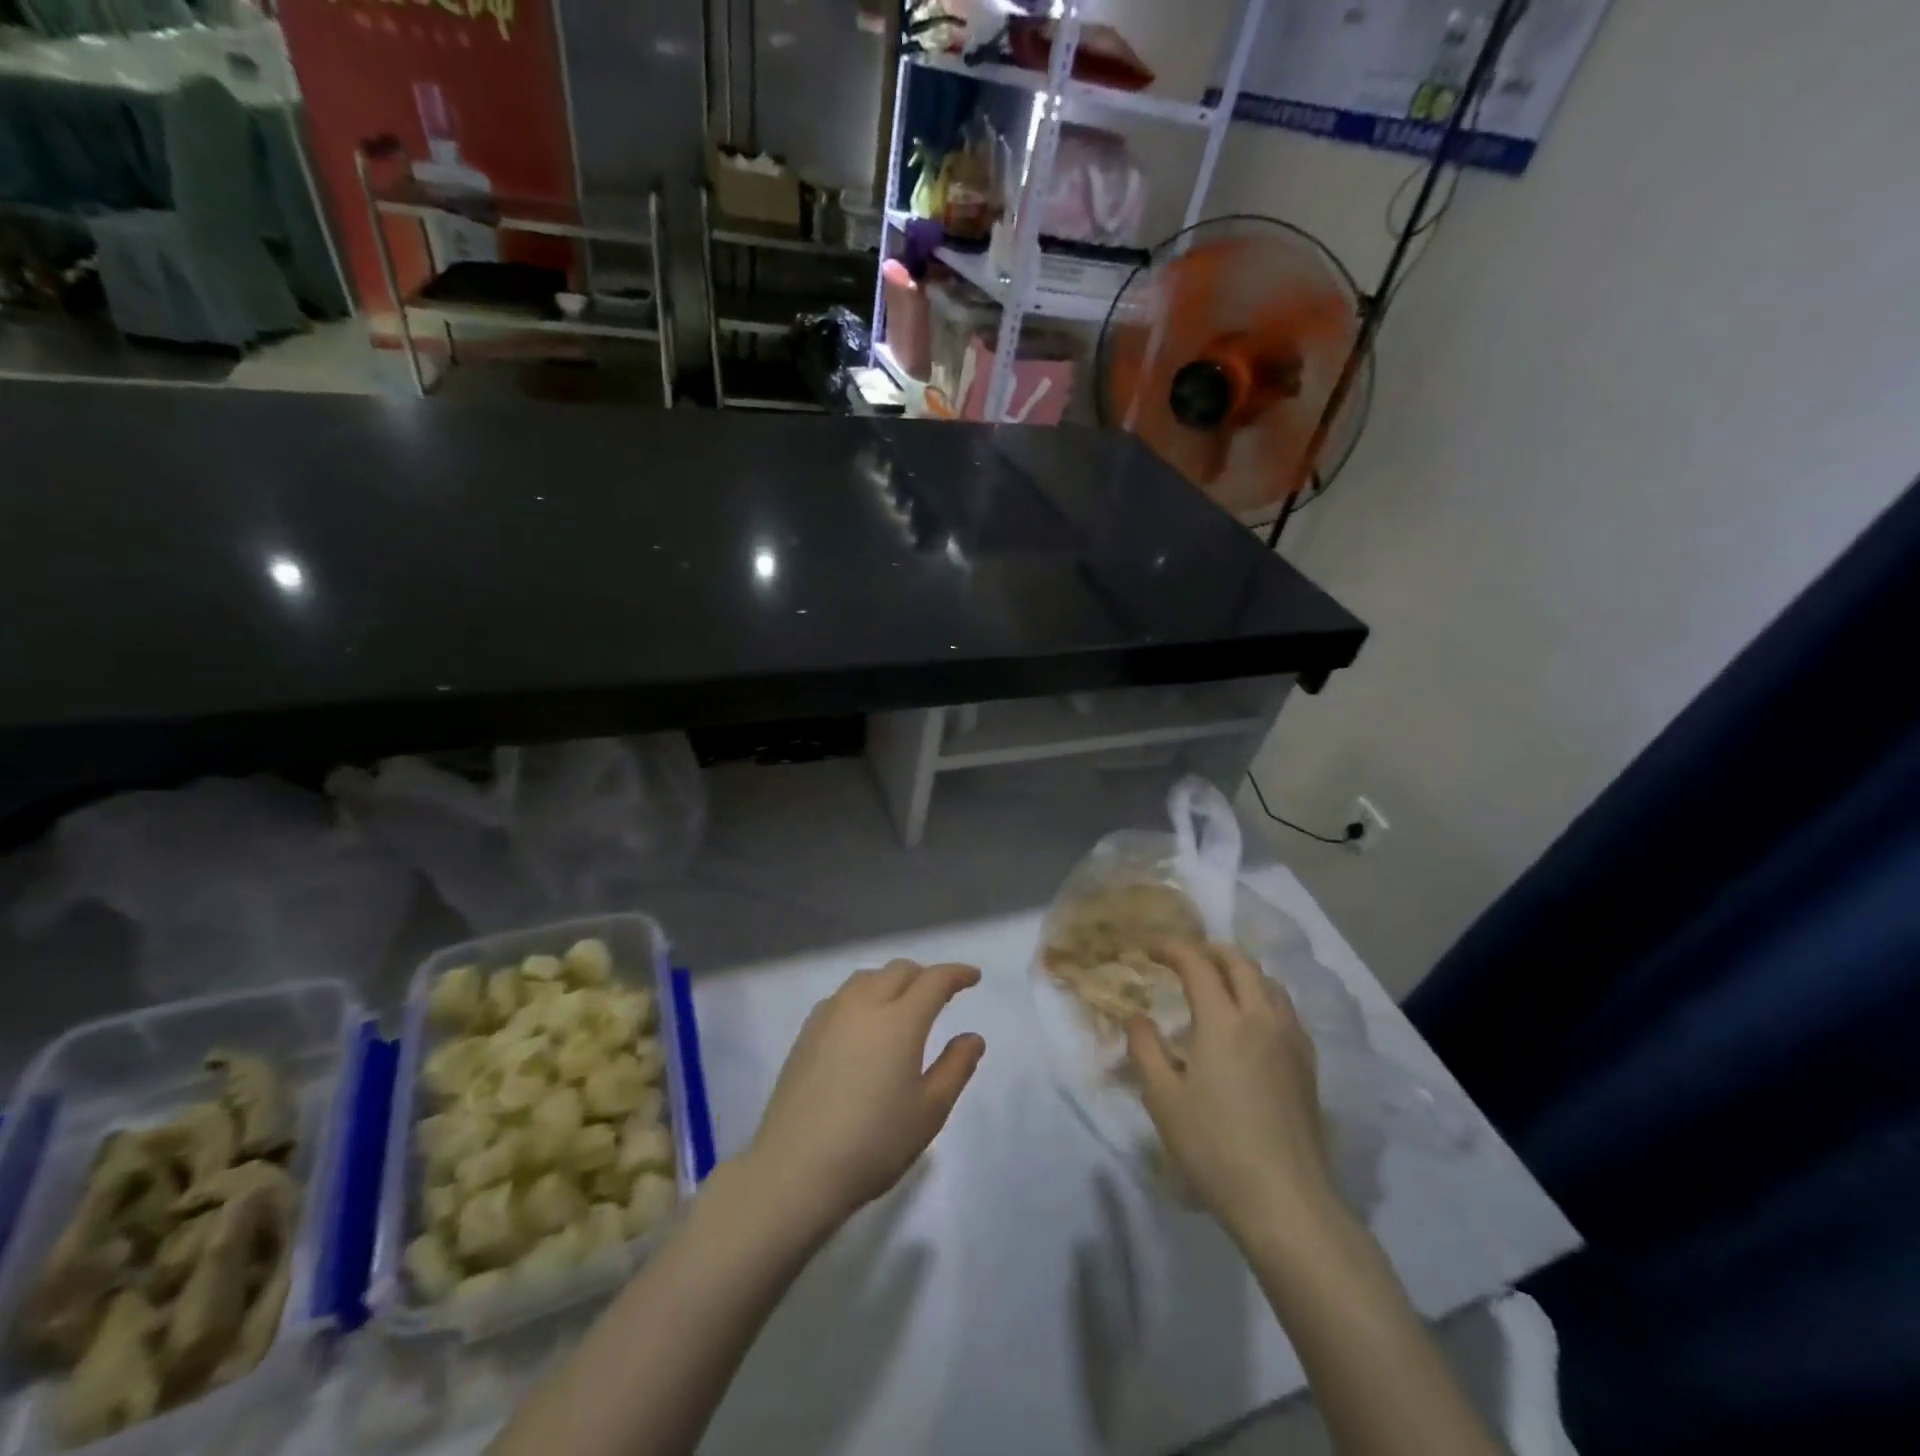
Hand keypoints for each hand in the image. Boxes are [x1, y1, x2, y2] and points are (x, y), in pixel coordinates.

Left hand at [745, 960, 985, 1229]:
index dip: (957, 974)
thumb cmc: (873, 1143)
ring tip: (903, 1003)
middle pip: (899, 971)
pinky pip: (842, 996)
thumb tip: (973, 1038)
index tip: (973, 977)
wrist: (795, 1169)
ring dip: (892, 981)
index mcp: (899, 1020)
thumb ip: (956, 1067)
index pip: (934, 980)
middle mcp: (864, 1004)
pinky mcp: (806, 1033)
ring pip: (867, 978)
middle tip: (942, 994)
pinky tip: (864, 1022)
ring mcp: (830, 1016)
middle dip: (925, 975)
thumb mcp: (929, 1111)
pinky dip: (863, 995)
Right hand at [1127, 942, 1337, 1246]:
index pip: (1197, 964)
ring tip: (1217, 983)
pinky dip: (1262, 995)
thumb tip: (1138, 1017)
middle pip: (1239, 962)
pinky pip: (1285, 1009)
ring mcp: (1290, 1040)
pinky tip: (1250, 1021)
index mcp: (1223, 1021)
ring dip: (1239, 970)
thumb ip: (1145, 1048)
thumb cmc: (1215, 1147)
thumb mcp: (1162, 1099)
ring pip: (1268, 982)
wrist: (1286, 1200)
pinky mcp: (1307, 1064)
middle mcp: (1261, 1018)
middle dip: (1208, 950)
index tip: (1150, 948)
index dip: (1172, 948)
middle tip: (1183, 957)